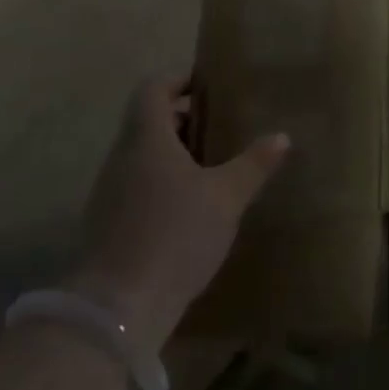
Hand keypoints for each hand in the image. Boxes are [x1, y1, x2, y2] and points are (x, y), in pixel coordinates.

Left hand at [69, 78, 289, 352]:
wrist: (118, 308)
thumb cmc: (176, 234)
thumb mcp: (226, 197)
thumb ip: (254, 164)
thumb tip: (282, 136)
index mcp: (147, 138)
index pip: (153, 89)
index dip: (178, 80)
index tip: (207, 87)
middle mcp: (122, 157)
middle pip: (147, 122)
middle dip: (183, 120)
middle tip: (220, 128)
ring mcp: (109, 192)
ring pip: (142, 156)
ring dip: (173, 154)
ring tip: (210, 169)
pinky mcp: (107, 225)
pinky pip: (136, 186)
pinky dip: (161, 184)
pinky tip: (188, 209)